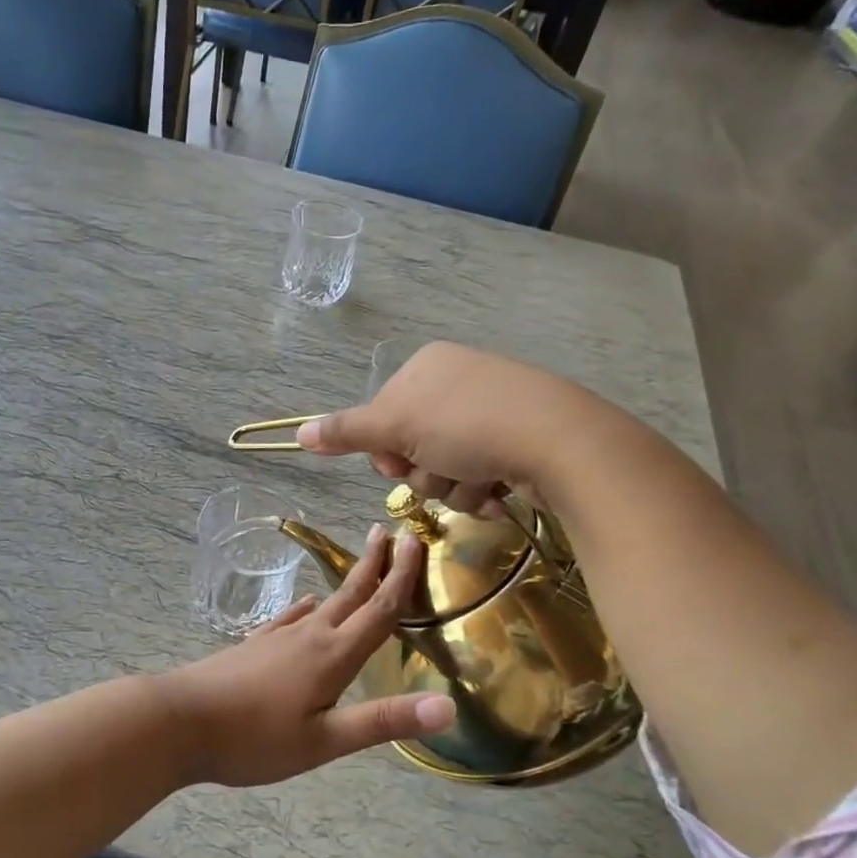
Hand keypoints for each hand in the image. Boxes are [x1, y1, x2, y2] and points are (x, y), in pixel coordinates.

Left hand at [159, 527, 453, 786]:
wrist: (178, 721)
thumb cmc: (254, 738)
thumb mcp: (324, 741)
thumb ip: (383, 721)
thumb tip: (448, 706)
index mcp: (333, 656)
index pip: (379, 609)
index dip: (401, 576)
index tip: (415, 539)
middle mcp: (309, 636)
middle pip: (351, 594)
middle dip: (374, 564)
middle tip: (389, 532)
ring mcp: (278, 637)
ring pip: (323, 603)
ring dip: (347, 583)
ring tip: (360, 568)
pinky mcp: (255, 646)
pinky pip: (291, 618)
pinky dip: (308, 608)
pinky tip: (306, 607)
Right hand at [295, 342, 566, 511]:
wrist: (558, 440)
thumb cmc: (467, 426)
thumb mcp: (396, 426)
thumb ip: (346, 431)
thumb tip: (298, 434)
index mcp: (425, 368)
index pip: (382, 418)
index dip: (385, 449)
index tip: (398, 461)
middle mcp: (456, 383)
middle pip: (413, 446)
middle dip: (424, 471)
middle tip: (442, 470)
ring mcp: (490, 411)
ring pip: (445, 468)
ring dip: (453, 487)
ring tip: (478, 481)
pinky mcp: (518, 440)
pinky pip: (479, 474)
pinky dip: (482, 490)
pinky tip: (499, 490)